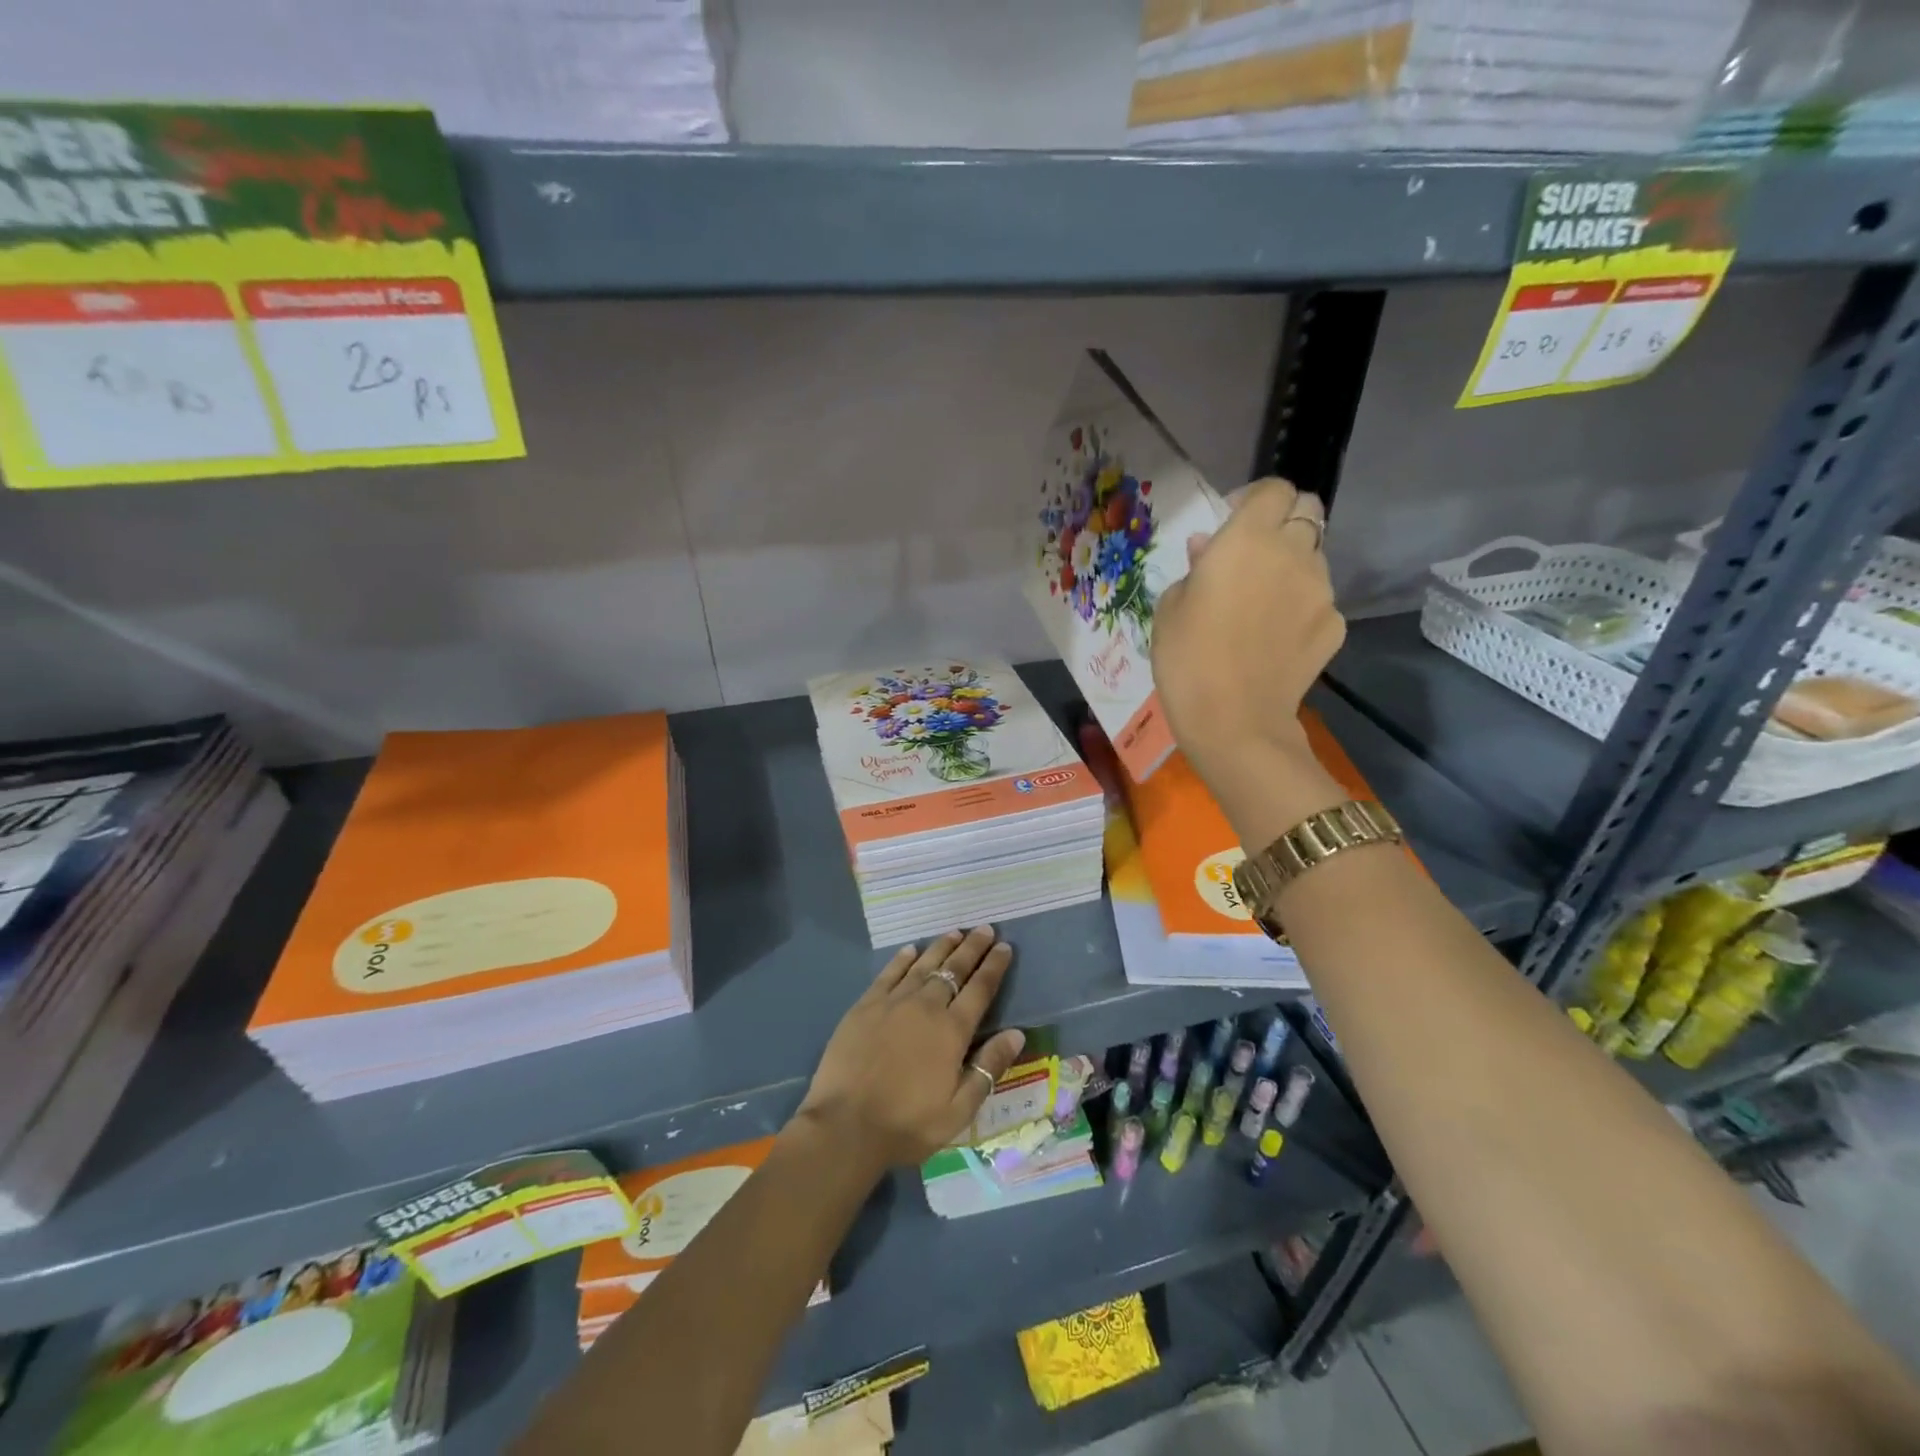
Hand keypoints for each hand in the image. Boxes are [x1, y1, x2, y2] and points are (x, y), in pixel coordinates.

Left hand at [794, 927, 1027, 1168]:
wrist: (845, 1125)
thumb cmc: (907, 1124)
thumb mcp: (959, 1109)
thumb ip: (988, 1068)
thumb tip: (1017, 1034)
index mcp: (952, 1031)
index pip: (980, 989)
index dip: (994, 966)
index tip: (1004, 947)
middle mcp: (926, 1007)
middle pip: (954, 969)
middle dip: (972, 948)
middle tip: (984, 929)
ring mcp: (893, 1002)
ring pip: (923, 965)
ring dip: (942, 947)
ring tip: (956, 932)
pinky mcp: (865, 1005)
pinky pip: (889, 973)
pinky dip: (903, 959)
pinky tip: (911, 950)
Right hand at [1152, 478, 1345, 776]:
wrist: (1234, 722)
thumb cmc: (1187, 659)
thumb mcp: (1169, 607)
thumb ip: (1194, 567)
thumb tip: (1207, 550)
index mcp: (1248, 539)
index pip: (1274, 489)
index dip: (1253, 499)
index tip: (1230, 523)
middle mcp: (1294, 552)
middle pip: (1308, 511)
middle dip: (1283, 522)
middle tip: (1253, 555)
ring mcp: (1322, 590)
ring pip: (1315, 557)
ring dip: (1292, 566)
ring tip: (1262, 603)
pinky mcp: (1335, 625)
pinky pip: (1319, 601)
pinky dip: (1301, 607)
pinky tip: (1276, 637)